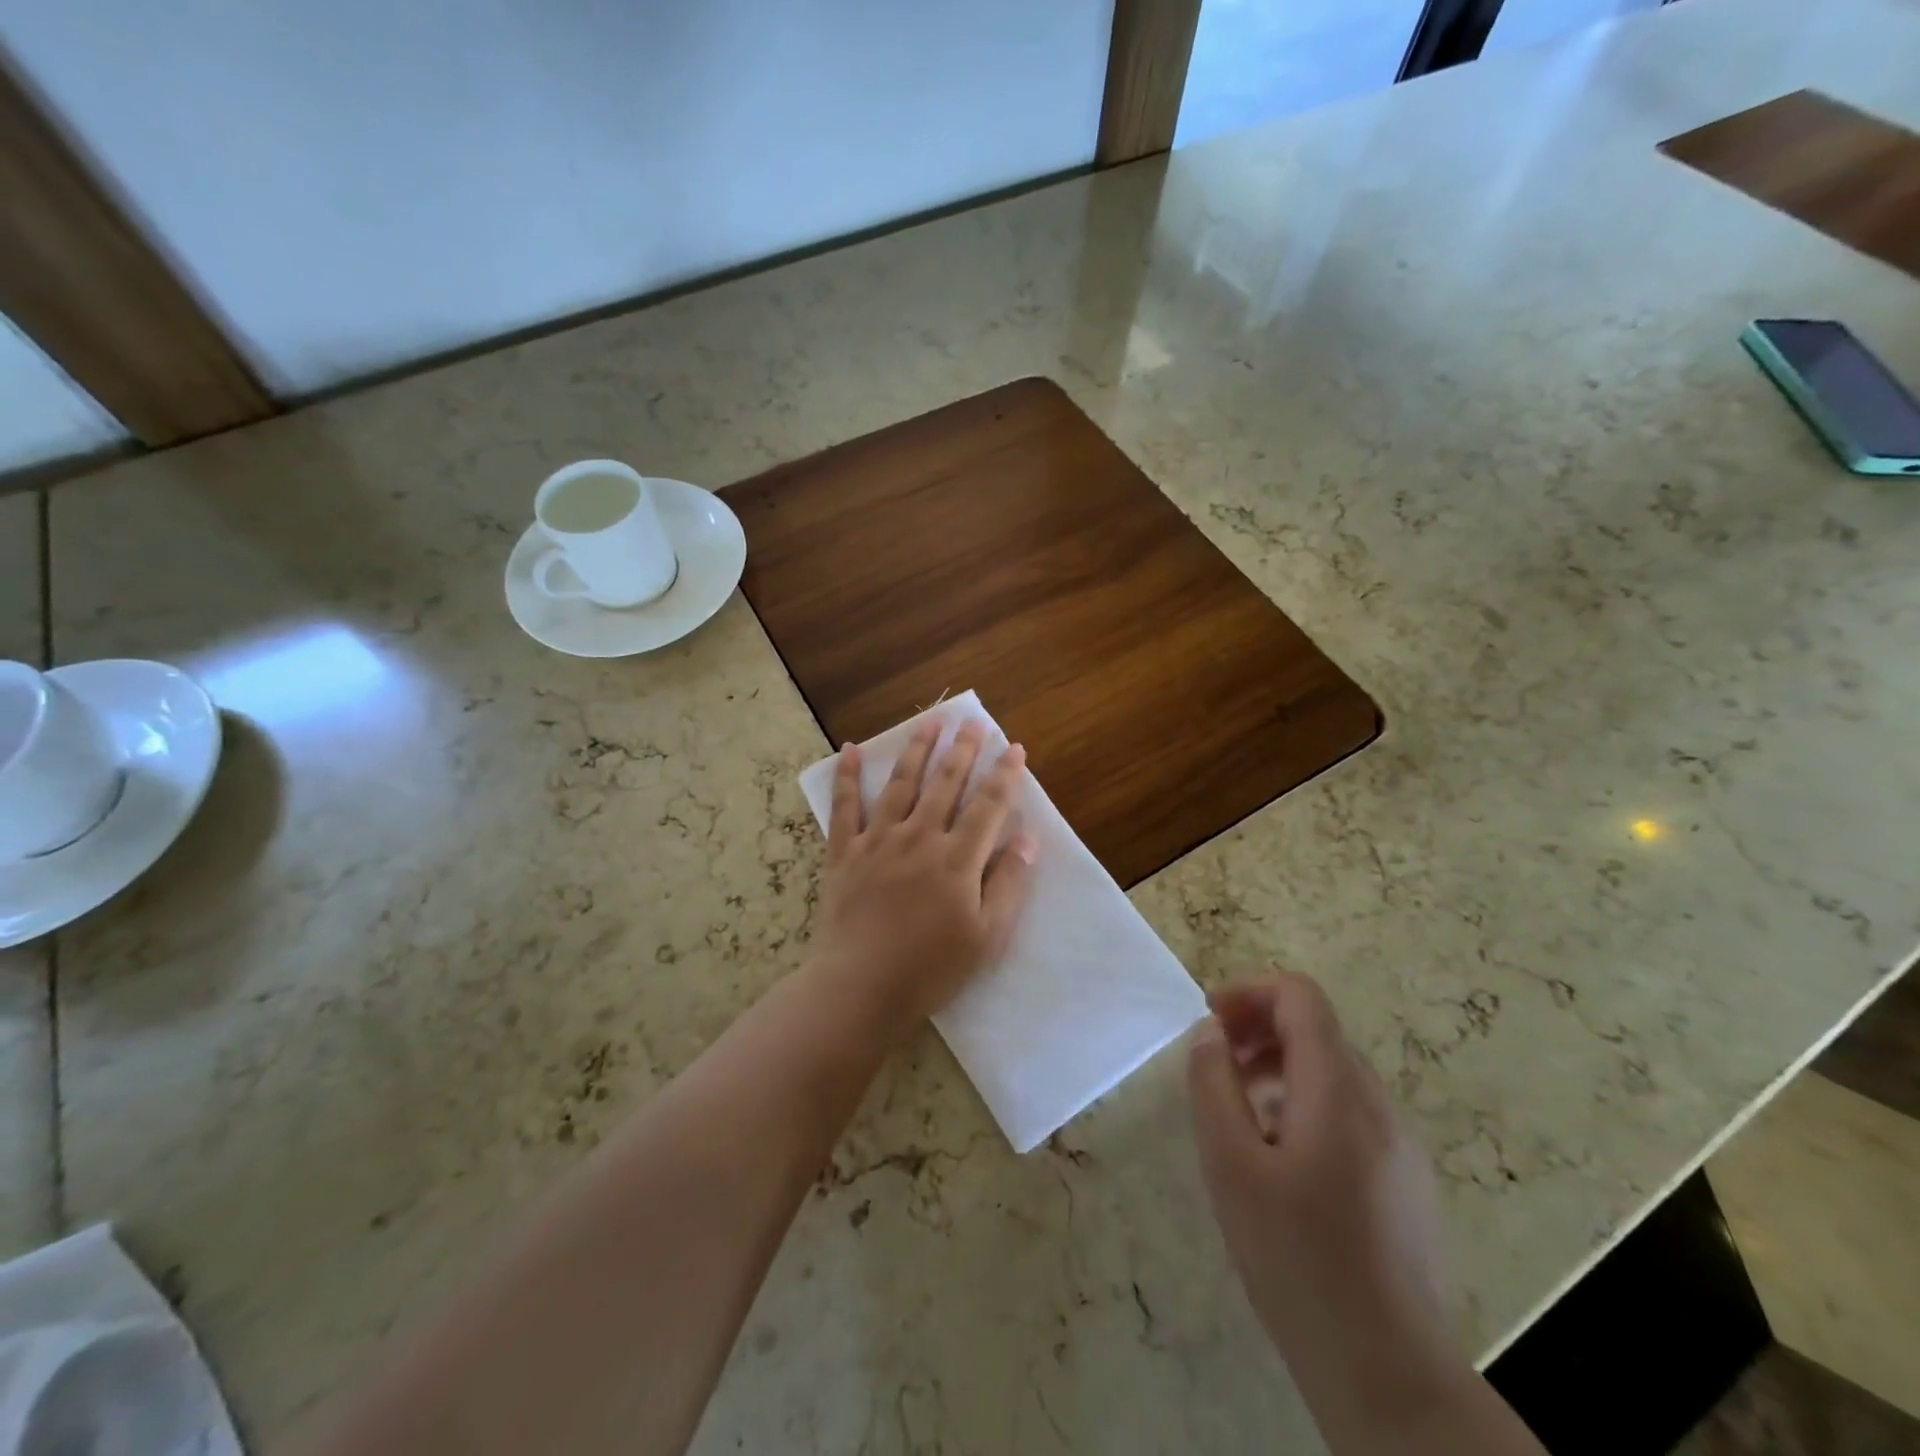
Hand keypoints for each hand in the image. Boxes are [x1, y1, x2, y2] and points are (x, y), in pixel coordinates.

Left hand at [809, 720, 1036, 1042]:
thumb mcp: (986, 936)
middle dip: (962, 750)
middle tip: (971, 721)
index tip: (1014, 748)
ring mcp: (878, 841)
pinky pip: (845, 807)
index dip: (1004, 775)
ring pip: (901, 784)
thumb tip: (1027, 837)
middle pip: (945, 783)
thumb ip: (1008, 883)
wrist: (860, 988)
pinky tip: (849, 749)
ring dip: (917, 750)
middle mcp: (919, 837)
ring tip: (929, 722)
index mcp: (957, 859)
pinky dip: (847, 777)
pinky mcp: (844, 853)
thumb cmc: (930, 968)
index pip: (988, 805)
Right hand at [1188, 974, 1451, 1383]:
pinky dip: (1304, 1100)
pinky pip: (1349, 1110)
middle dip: (1258, 1028)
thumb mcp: (1231, 1166)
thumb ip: (1214, 1085)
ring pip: (1332, 1070)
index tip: (1210, 1021)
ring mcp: (1398, 1143)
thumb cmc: (1298, 1261)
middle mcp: (1377, 1103)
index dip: (1250, 991)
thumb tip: (1210, 1033)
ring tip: (1238, 1108)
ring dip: (1278, 1065)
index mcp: (1337, 1090)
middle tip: (1215, 1065)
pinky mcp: (1403, 1178)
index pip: (1300, 996)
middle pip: (1317, 1029)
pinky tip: (1278, 1155)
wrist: (1389, 1375)